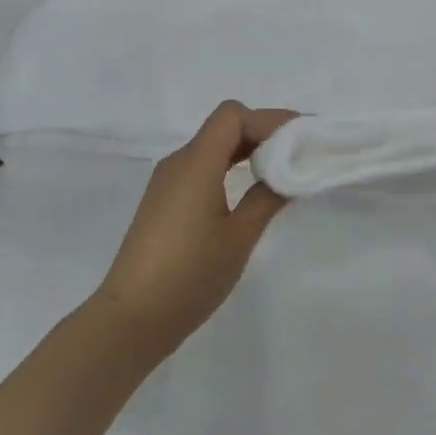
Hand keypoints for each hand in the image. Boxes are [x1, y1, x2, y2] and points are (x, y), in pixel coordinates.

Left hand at [92, 101, 293, 354]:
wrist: (132, 318)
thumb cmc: (190, 275)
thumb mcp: (239, 237)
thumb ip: (267, 198)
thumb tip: (290, 172)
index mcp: (196, 163)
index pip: (233, 115)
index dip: (270, 119)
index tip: (303, 138)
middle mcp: (178, 162)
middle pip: (224, 126)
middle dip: (264, 132)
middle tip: (301, 152)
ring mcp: (167, 182)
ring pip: (213, 147)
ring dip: (247, 150)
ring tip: (282, 170)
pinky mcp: (164, 201)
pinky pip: (202, 167)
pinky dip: (230, 167)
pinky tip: (249, 191)